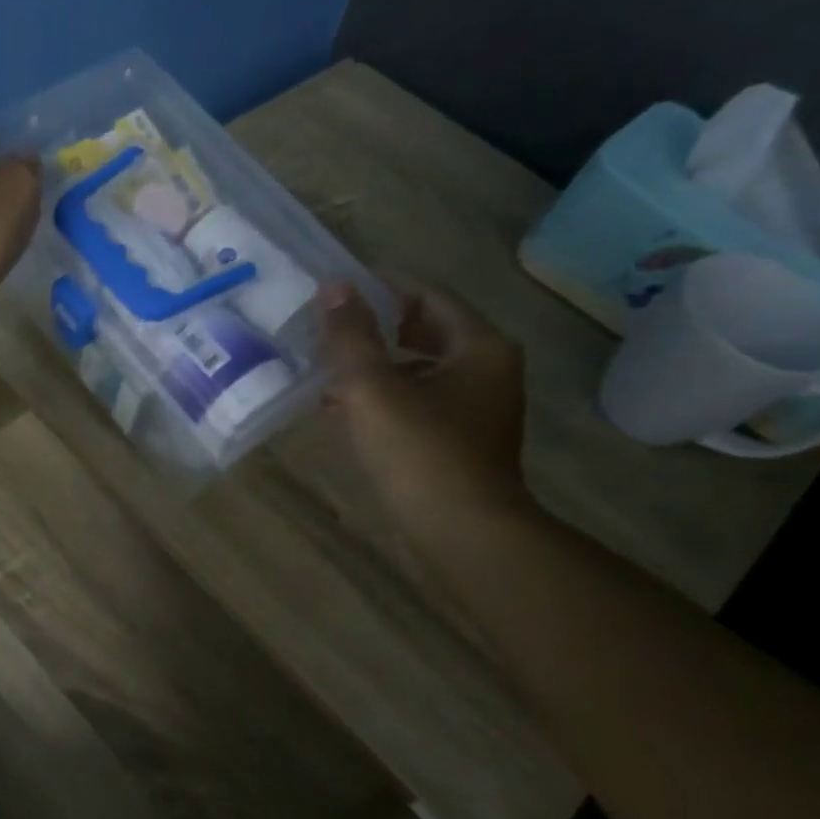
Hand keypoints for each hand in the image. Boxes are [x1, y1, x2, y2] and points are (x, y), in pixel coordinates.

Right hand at [319, 280, 532, 530]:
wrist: (463, 532)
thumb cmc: (420, 451)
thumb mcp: (373, 388)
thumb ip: (351, 336)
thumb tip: (334, 286)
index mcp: (479, 347)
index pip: (427, 298)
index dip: (380, 295)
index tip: (336, 305)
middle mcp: (489, 370)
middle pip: (425, 334)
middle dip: (375, 336)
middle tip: (330, 341)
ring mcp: (480, 408)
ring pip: (421, 371)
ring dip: (377, 372)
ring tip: (330, 381)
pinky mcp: (465, 441)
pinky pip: (422, 403)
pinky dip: (389, 402)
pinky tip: (349, 417)